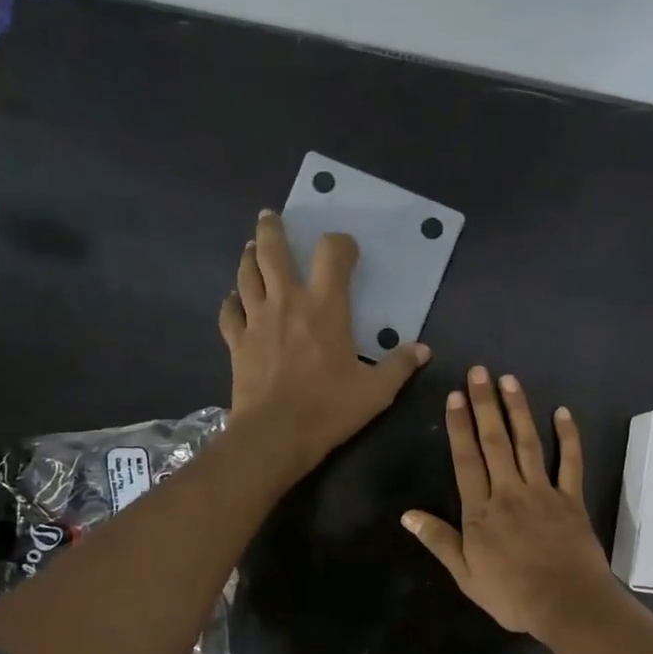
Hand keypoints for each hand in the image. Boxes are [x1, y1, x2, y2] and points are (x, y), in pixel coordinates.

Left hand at [220, 210, 428, 477]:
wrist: (274, 435)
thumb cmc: (328, 409)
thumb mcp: (376, 392)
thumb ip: (399, 366)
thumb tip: (423, 350)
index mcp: (324, 307)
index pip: (330, 253)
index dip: (339, 243)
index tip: (346, 249)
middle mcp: (287, 301)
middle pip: (272, 250)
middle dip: (272, 229)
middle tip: (271, 217)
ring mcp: (256, 319)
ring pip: (246, 274)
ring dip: (249, 257)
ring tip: (253, 249)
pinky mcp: (237, 341)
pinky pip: (229, 311)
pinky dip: (232, 301)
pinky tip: (236, 301)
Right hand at [402, 366, 621, 641]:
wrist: (567, 604)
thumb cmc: (512, 595)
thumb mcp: (466, 575)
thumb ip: (439, 541)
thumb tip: (407, 514)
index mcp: (481, 511)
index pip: (466, 460)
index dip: (459, 427)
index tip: (455, 396)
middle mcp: (510, 492)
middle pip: (495, 442)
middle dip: (485, 405)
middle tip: (479, 372)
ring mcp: (543, 492)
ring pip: (528, 443)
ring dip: (518, 410)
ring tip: (509, 380)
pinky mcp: (572, 499)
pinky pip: (571, 462)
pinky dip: (568, 437)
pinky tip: (562, 412)